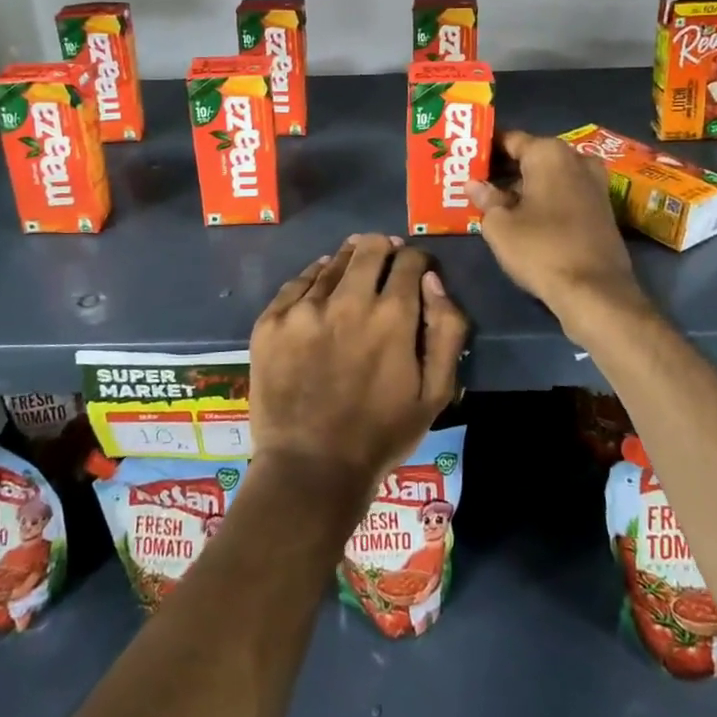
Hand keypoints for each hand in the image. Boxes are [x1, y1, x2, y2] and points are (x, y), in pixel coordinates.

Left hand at [248, 235, 467, 502]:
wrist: (310, 468)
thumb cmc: (381, 434)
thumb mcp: (436, 392)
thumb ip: (446, 329)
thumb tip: (432, 280)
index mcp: (392, 316)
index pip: (409, 259)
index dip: (417, 260)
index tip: (416, 270)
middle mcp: (347, 300)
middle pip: (369, 247)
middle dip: (383, 249)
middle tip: (385, 263)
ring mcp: (303, 309)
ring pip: (332, 262)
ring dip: (349, 262)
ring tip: (353, 273)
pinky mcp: (270, 321)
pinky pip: (298, 282)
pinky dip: (315, 279)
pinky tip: (320, 288)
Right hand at [469, 129, 648, 332]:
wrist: (595, 291)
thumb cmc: (541, 249)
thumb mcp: (500, 225)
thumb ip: (486, 198)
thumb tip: (474, 184)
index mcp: (549, 153)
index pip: (509, 139)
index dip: (485, 148)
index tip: (465, 158)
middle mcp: (576, 158)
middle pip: (531, 156)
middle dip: (504, 168)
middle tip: (474, 180)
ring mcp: (594, 182)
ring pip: (549, 175)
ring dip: (524, 185)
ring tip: (493, 199)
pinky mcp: (602, 207)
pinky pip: (564, 192)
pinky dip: (543, 198)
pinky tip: (522, 214)